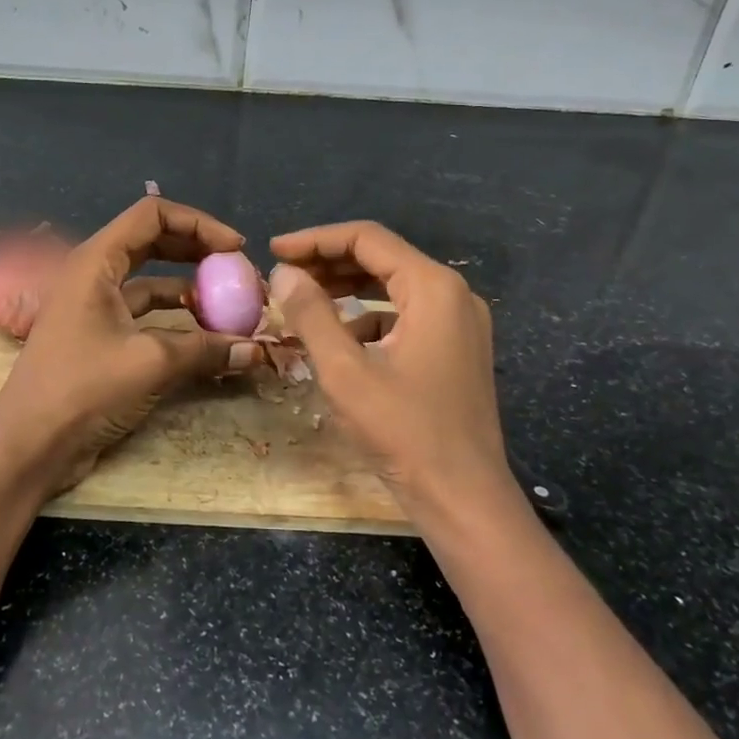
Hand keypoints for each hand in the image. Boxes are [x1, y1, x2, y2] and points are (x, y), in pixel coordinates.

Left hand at [0, 197, 256, 496]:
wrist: (29, 445)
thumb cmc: (82, 389)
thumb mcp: (151, 363)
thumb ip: (206, 349)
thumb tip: (256, 350)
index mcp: (96, 260)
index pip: (153, 214)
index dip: (199, 224)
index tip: (236, 250)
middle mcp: (95, 274)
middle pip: (154, 241)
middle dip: (199, 252)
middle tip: (238, 273)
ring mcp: (96, 306)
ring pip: (152, 280)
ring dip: (191, 288)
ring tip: (231, 307)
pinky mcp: (101, 336)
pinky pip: (146, 313)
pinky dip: (177, 318)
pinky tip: (206, 336)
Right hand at [268, 221, 521, 521]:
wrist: (465, 499)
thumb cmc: (405, 432)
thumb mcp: (345, 371)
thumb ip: (311, 314)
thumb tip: (283, 273)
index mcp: (433, 288)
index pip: (367, 239)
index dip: (315, 240)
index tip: (274, 251)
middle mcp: (454, 294)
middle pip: (382, 258)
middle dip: (329, 262)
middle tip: (284, 275)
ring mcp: (460, 323)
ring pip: (393, 286)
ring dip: (347, 289)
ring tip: (303, 301)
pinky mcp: (457, 349)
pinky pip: (406, 315)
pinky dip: (370, 317)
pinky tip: (340, 339)